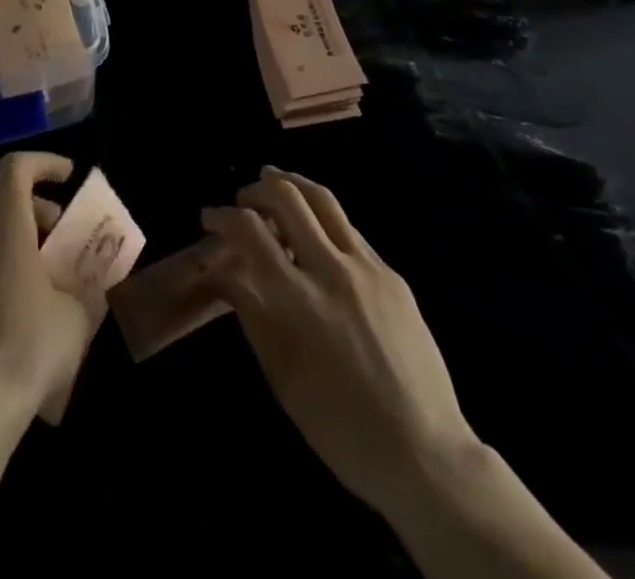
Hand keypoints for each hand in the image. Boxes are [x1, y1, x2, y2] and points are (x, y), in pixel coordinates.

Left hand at [0, 151, 91, 413]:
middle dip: (22, 201)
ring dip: (3, 236)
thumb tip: (88, 285)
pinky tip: (6, 307)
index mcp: (5, 224)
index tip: (67, 178)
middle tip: (51, 230)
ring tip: (33, 273)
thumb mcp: (77, 315)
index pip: (16, 167)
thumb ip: (84, 288)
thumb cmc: (31, 345)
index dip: (43, 163)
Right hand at [201, 167, 480, 516]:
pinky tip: (315, 230)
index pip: (250, 230)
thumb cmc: (340, 426)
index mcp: (298, 300)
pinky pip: (349, 229)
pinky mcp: (392, 275)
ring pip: (324, 199)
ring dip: (292, 184)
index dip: (222, 216)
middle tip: (242, 200)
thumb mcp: (281, 375)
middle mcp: (332, 270)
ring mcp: (367, 267)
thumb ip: (250, 312)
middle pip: (287, 197)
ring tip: (274, 181)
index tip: (209, 218)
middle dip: (256, 189)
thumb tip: (220, 271)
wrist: (424, 454)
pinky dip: (323, 217)